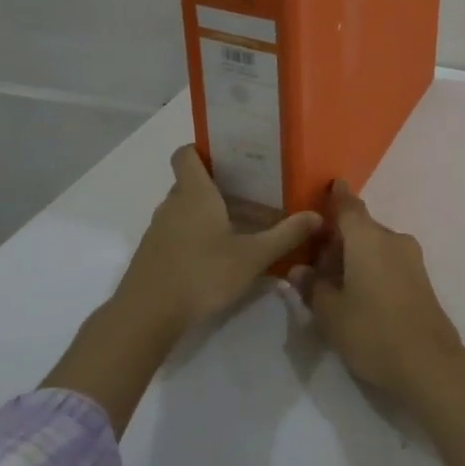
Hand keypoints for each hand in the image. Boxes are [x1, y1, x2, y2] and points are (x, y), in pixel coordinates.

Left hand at [115, 145, 321, 339]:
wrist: (147, 315)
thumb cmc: (202, 274)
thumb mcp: (252, 257)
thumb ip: (286, 235)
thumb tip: (317, 216)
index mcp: (194, 193)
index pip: (185, 154)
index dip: (202, 149)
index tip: (229, 157)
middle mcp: (172, 204)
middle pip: (190, 183)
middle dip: (217, 186)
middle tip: (251, 194)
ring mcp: (158, 230)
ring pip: (184, 210)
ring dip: (207, 214)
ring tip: (239, 227)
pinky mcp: (152, 254)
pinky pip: (176, 233)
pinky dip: (194, 237)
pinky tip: (217, 258)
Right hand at [289, 180, 464, 465]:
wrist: (429, 363)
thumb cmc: (372, 331)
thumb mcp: (331, 313)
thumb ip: (312, 287)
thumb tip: (299, 271)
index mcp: (367, 238)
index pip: (348, 206)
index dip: (335, 197)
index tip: (328, 187)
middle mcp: (392, 239)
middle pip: (360, 229)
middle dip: (338, 240)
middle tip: (314, 264)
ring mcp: (411, 258)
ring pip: (375, 246)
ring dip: (354, 257)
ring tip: (334, 286)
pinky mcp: (421, 279)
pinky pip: (389, 261)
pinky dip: (371, 268)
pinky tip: (358, 295)